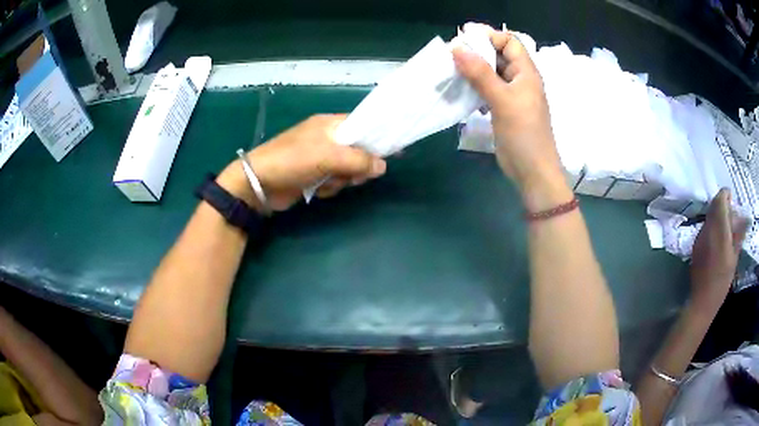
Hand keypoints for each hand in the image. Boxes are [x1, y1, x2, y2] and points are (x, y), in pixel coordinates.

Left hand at [218, 114, 385, 211]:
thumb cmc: (292, 160)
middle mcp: (327, 139)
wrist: (259, 184)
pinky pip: (335, 181)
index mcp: (330, 125)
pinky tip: (318, 189)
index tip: (394, 149)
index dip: (378, 136)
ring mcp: (320, 158)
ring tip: (329, 182)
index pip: (363, 125)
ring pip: (348, 169)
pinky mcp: (314, 175)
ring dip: (342, 179)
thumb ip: (358, 160)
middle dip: (357, 166)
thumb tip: (383, 167)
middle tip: (353, 175)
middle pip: (359, 151)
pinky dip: (330, 187)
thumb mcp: (328, 157)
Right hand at [452, 27, 570, 210]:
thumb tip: (457, 47)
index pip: (509, 42)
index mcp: (526, 72)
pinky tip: (462, 92)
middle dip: (476, 52)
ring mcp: (512, 95)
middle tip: (451, 55)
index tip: (463, 38)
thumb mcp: (502, 99)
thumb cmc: (523, 133)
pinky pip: (488, 90)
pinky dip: (475, 88)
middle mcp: (520, 79)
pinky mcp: (504, 109)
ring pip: (491, 73)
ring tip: (451, 72)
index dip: (489, 36)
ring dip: (473, 71)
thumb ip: (480, 72)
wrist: (532, 171)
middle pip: (498, 56)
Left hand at [690, 188, 747, 311]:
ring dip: (718, 217)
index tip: (731, 197)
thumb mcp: (734, 258)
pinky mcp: (695, 246)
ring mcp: (700, 237)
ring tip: (727, 228)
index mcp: (719, 230)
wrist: (702, 301)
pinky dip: (713, 227)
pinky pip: (705, 229)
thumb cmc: (721, 282)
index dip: (725, 195)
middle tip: (732, 214)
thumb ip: (738, 236)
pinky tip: (719, 239)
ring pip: (709, 217)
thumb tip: (744, 222)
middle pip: (714, 207)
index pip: (720, 201)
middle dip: (723, 206)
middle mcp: (707, 229)